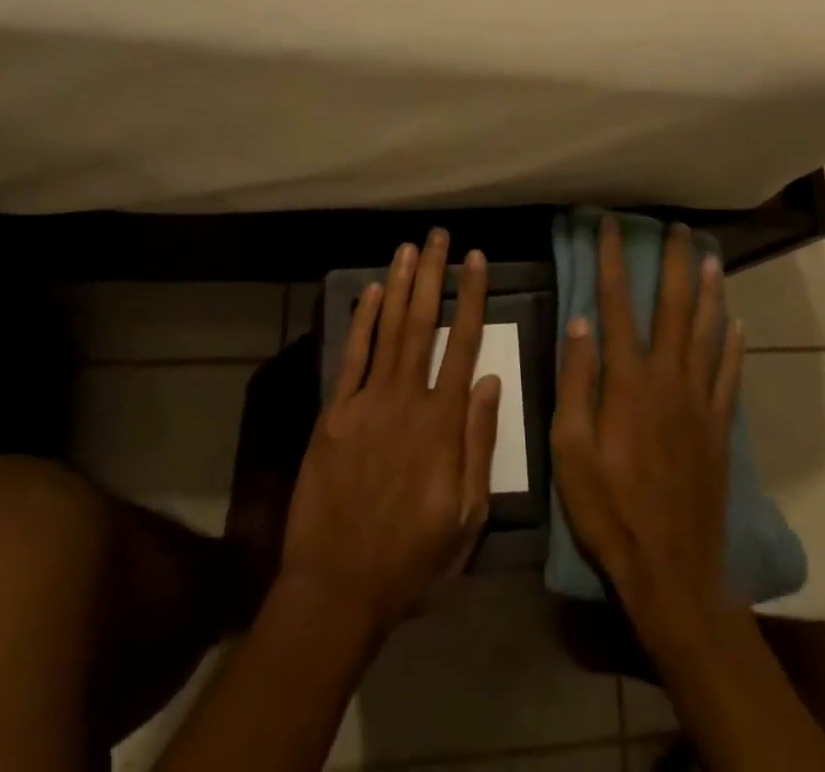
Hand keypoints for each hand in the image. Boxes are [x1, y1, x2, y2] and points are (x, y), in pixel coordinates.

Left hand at [279, 230, 501, 638]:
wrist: (337, 588)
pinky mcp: (334, 414)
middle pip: (422, 323)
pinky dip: (361, 321)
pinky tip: (371, 292)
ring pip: (388, 329)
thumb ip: (479, 443)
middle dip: (432, 274)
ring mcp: (366, 402)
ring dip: (399, 285)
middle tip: (439, 235)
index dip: (471, 297)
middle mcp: (406, 399)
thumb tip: (490, 379)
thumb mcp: (467, 517)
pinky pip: (351, 357)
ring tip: (409, 248)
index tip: (476, 259)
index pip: (463, 343)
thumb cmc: (412, 559)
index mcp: (443, 423)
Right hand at [551, 216, 743, 642]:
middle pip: (674, 308)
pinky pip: (729, 374)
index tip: (611, 225)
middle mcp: (668, 378)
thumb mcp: (570, 449)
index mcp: (627, 381)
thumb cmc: (608, 509)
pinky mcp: (718, 426)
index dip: (613, 261)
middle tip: (678, 228)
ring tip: (711, 257)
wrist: (671, 569)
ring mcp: (699, 401)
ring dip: (709, 292)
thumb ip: (576, 381)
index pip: (617, 304)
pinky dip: (733, 344)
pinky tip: (736, 323)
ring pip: (708, 332)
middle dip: (674, 263)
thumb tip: (580, 321)